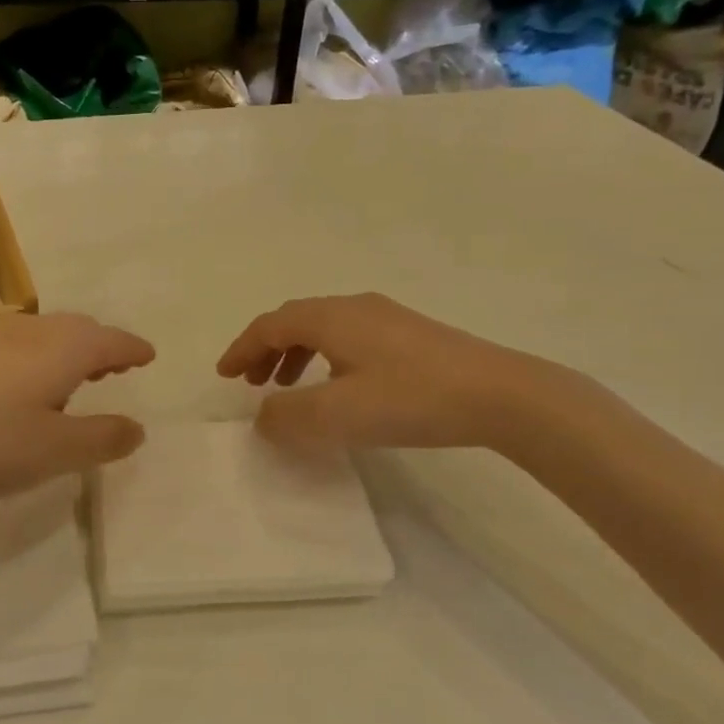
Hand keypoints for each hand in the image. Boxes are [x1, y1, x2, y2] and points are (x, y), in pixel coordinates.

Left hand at [0, 312, 154, 502]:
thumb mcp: (55, 452)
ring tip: (74, 382)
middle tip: (116, 369)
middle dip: (103, 348)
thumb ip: (102, 439)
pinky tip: (22, 390)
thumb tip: (137, 428)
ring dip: (69, 353)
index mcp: (63, 349)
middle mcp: (31, 332)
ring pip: (46, 335)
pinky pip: (17, 346)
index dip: (134, 349)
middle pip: (79, 330)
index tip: (149, 356)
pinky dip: (37, 359)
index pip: (112, 341)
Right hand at [216, 293, 557, 451]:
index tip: (223, 375)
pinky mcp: (411, 335)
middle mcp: (354, 307)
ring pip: (324, 328)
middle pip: (295, 320)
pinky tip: (339, 385)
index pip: (270, 325)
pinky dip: (325, 357)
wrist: (500, 394)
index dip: (242, 348)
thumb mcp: (335, 415)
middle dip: (266, 349)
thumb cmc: (409, 399)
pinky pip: (349, 338)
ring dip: (296, 354)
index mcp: (330, 318)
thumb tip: (262, 415)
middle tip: (251, 381)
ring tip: (289, 386)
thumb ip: (286, 416)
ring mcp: (387, 317)